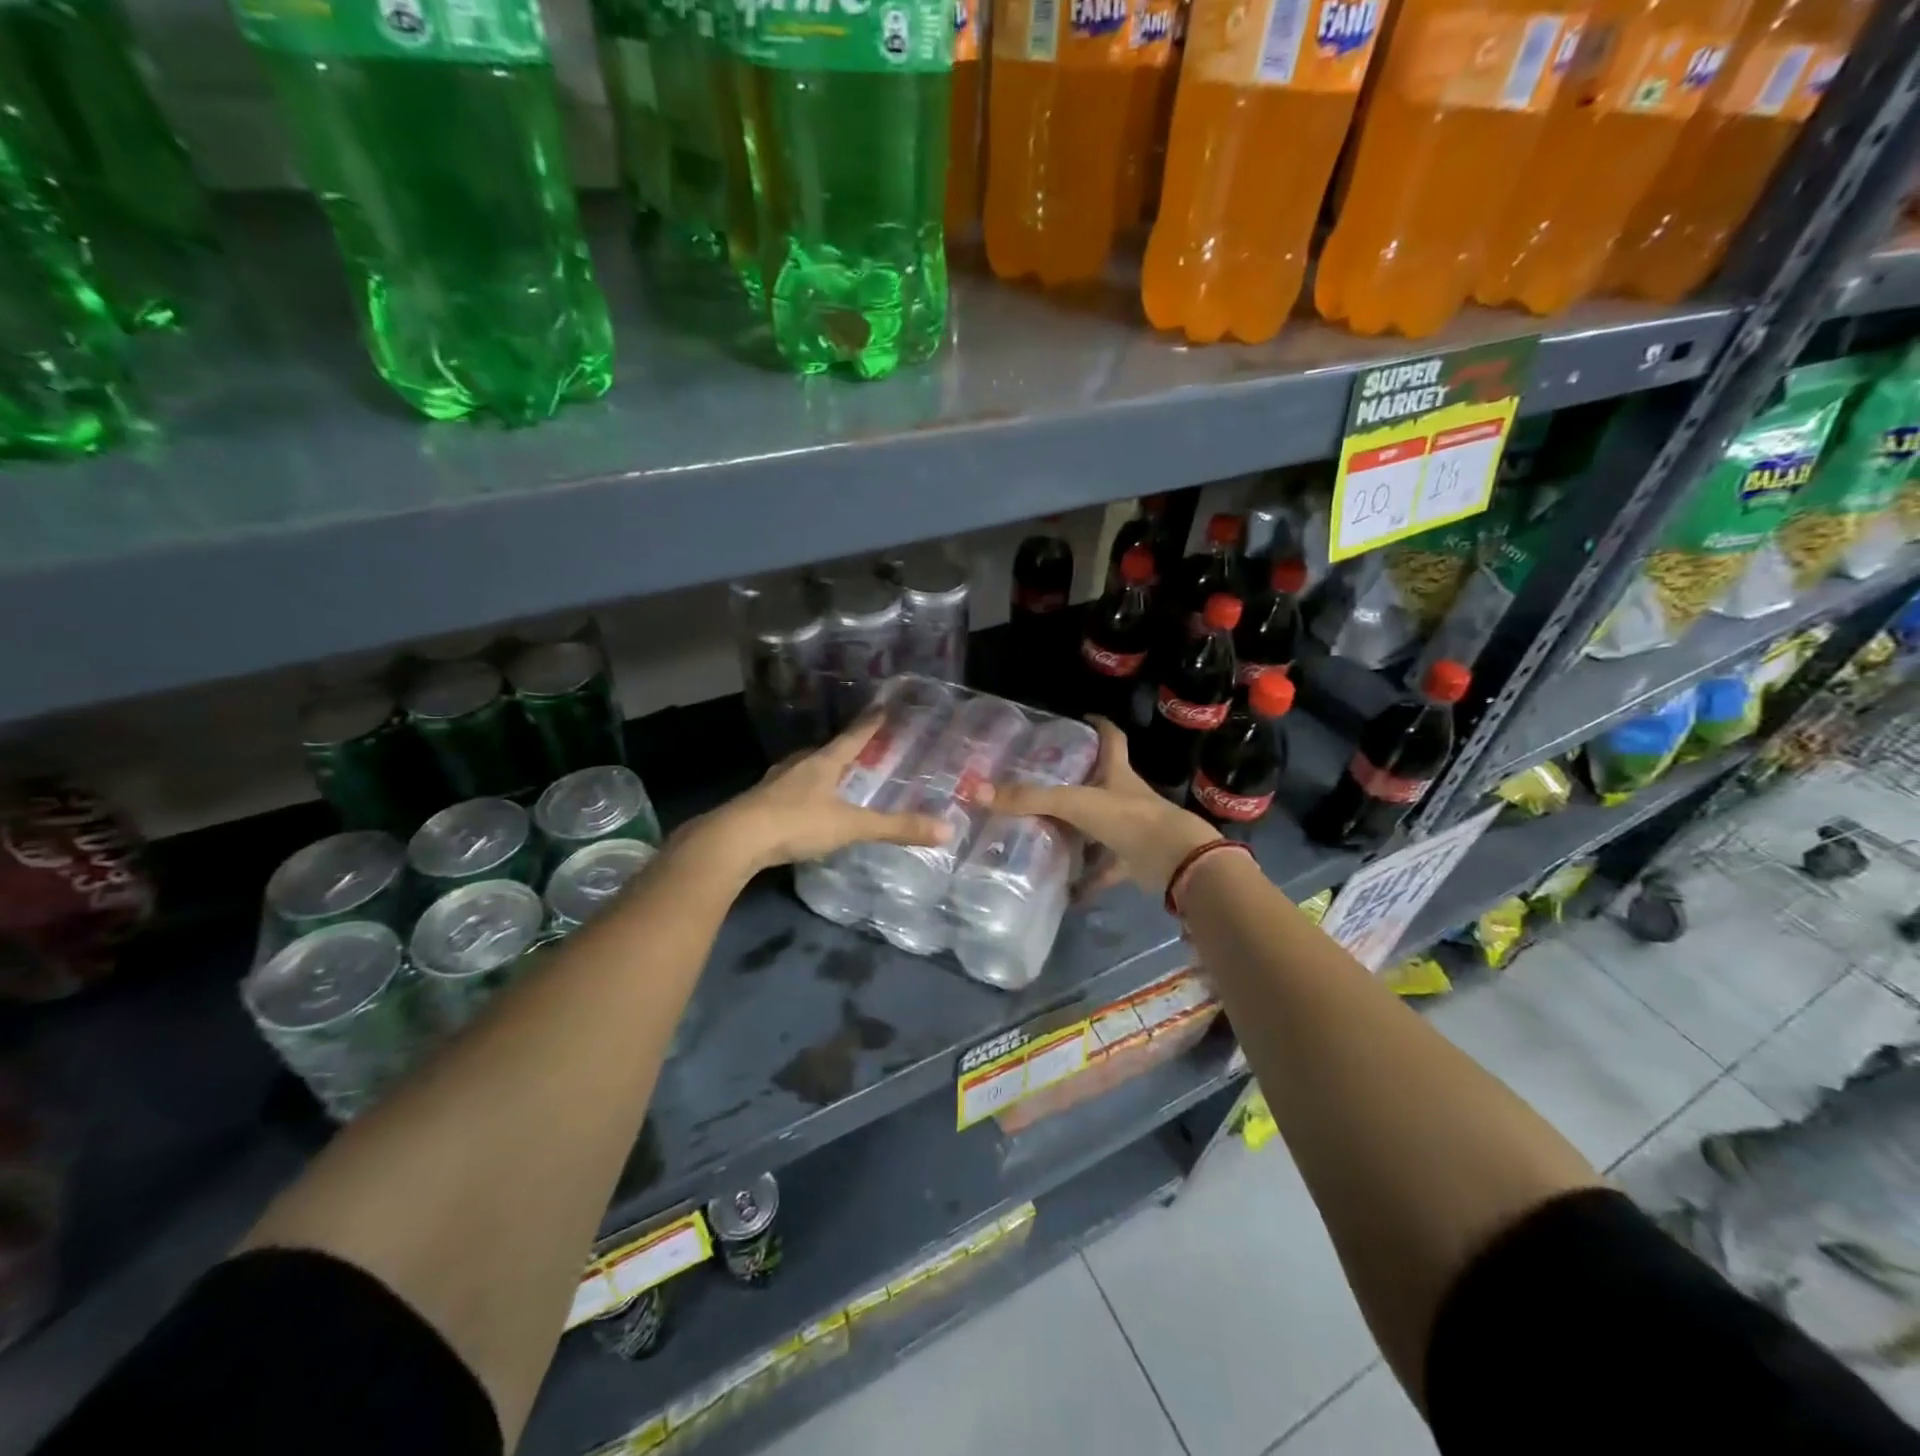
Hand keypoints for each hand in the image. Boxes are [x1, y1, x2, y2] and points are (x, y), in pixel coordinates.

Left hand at [680, 714, 950, 877]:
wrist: (734, 840)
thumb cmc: (796, 823)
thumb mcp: (850, 826)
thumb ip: (895, 828)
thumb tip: (946, 830)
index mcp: (822, 762)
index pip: (853, 737)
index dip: (870, 724)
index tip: (883, 707)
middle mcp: (798, 765)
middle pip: (826, 751)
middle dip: (844, 749)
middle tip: (862, 749)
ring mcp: (775, 783)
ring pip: (804, 769)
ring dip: (820, 770)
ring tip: (834, 775)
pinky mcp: (759, 804)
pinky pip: (788, 791)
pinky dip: (802, 793)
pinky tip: (805, 806)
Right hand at [990, 717, 1217, 897]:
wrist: (1175, 861)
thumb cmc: (1128, 818)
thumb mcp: (1075, 803)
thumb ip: (1030, 799)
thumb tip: (977, 791)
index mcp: (1117, 773)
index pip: (1111, 739)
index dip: (1099, 726)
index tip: (1082, 718)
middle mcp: (1125, 797)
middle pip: (1101, 782)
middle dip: (1076, 782)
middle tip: (1040, 781)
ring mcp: (1130, 829)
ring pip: (1099, 827)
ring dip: (1077, 831)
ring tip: (1041, 832)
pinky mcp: (1132, 860)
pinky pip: (1103, 869)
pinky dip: (1086, 880)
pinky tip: (1063, 890)